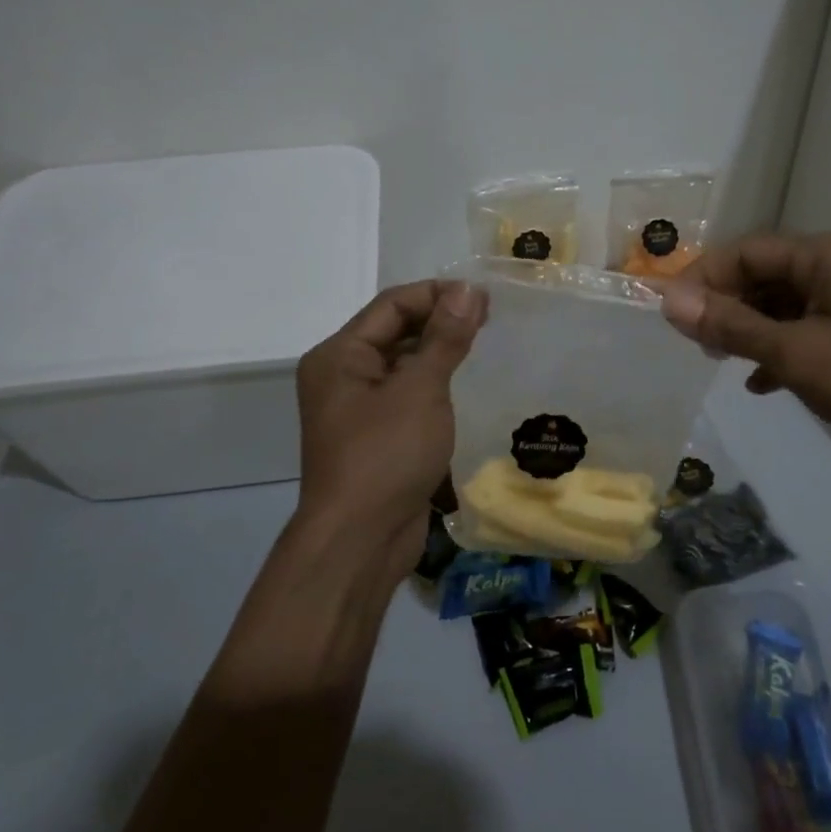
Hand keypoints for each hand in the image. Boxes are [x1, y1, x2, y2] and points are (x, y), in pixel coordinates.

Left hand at [293, 279, 485, 583]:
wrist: (360, 541)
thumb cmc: (385, 455)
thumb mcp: (420, 389)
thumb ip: (445, 338)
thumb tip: (469, 290)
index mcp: (339, 356)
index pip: (391, 305)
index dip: (437, 295)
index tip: (484, 297)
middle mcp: (343, 377)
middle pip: (395, 331)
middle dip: (440, 322)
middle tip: (490, 320)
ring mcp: (359, 410)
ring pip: (403, 365)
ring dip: (439, 353)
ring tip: (484, 346)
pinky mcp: (378, 437)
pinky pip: (408, 396)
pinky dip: (435, 386)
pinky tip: (466, 387)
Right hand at [659, 231, 830, 472]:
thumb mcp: (795, 352)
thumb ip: (731, 325)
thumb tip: (669, 301)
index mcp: (826, 255)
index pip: (747, 252)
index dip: (703, 278)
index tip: (671, 313)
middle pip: (765, 276)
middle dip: (726, 307)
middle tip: (695, 342)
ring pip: (785, 306)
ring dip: (750, 330)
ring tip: (719, 360)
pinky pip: (808, 330)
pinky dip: (780, 350)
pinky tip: (760, 382)